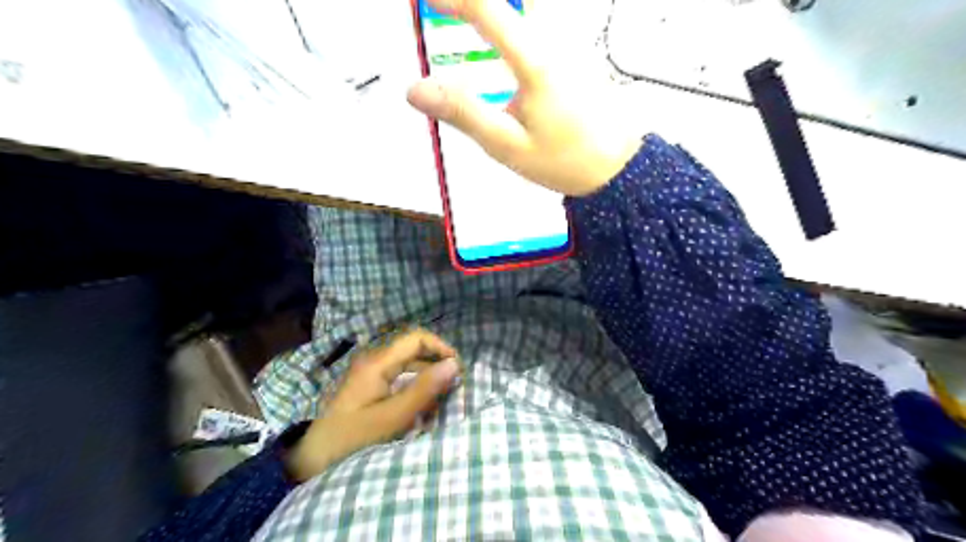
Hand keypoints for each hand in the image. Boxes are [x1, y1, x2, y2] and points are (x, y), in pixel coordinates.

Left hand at [284, 328, 460, 479]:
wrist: (311, 461)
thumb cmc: (351, 439)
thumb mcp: (391, 417)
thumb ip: (423, 390)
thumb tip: (454, 364)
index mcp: (377, 362)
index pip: (416, 338)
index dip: (440, 347)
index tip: (457, 368)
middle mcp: (374, 361)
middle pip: (413, 351)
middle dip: (436, 365)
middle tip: (454, 387)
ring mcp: (371, 374)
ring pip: (409, 367)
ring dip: (427, 380)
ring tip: (441, 402)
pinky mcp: (370, 388)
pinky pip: (400, 380)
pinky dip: (415, 390)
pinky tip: (423, 409)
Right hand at [406, 0, 640, 196]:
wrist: (617, 168)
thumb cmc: (564, 160)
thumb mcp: (508, 145)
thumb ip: (463, 114)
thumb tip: (415, 89)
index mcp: (536, 61)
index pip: (486, 8)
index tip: (425, 0)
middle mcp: (555, 39)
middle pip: (516, 0)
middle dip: (479, 4)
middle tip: (448, 11)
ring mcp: (570, 42)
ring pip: (531, 7)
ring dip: (498, 11)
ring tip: (467, 19)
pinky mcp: (576, 52)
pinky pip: (542, 20)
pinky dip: (517, 18)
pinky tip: (501, 32)